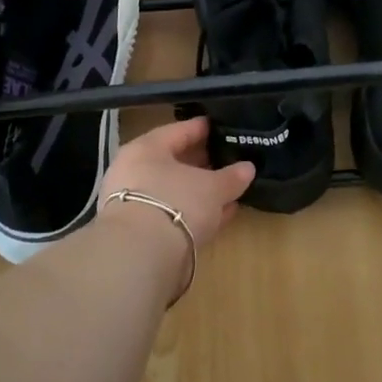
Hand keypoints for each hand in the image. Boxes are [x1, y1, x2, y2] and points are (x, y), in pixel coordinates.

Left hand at [99, 116, 254, 246]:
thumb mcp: (212, 188)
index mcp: (146, 149)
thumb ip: (231, 177)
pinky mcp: (140, 232)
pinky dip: (194, 213)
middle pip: (173, 162)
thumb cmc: (176, 202)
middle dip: (200, 163)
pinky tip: (218, 217)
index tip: (219, 127)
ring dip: (199, 191)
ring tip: (227, 190)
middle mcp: (134, 172)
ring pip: (173, 190)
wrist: (140, 254)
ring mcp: (134, 203)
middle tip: (226, 159)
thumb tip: (248, 168)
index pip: (178, 131)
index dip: (201, 128)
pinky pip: (173, 213)